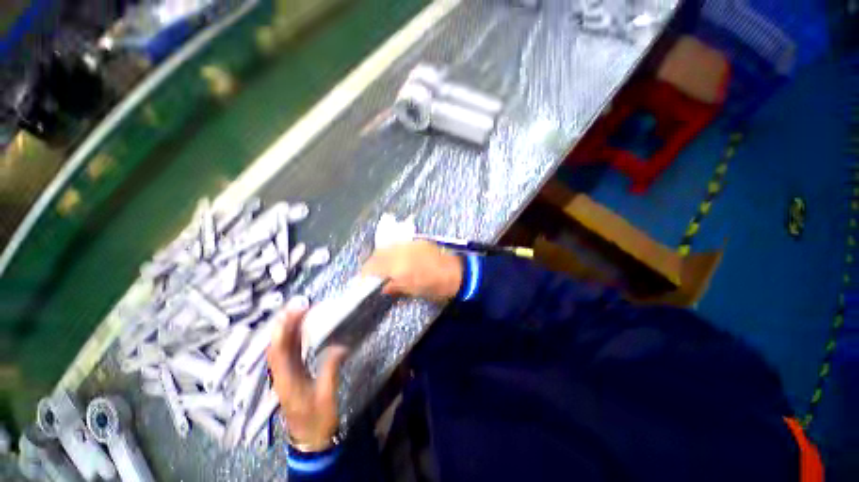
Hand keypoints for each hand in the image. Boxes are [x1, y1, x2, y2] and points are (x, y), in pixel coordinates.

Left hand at [267, 297, 347, 451]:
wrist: (309, 438)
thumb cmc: (318, 419)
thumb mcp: (327, 396)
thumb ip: (331, 370)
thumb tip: (341, 345)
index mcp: (287, 381)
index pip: (279, 351)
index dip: (284, 329)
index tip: (296, 311)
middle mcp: (281, 375)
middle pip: (276, 345)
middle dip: (284, 323)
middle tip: (297, 304)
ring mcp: (284, 374)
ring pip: (280, 347)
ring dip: (287, 328)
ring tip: (298, 310)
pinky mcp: (290, 374)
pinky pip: (288, 351)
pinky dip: (292, 336)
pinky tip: (300, 328)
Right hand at [361, 241, 462, 300]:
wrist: (458, 273)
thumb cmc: (436, 287)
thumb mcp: (414, 291)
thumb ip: (395, 287)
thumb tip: (383, 287)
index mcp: (399, 267)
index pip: (373, 267)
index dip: (365, 274)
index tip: (361, 280)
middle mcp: (401, 252)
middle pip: (378, 254)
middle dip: (371, 263)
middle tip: (370, 274)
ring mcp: (410, 244)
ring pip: (387, 247)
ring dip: (381, 256)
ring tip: (382, 266)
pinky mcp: (417, 241)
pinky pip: (399, 245)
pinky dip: (392, 251)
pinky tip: (395, 258)